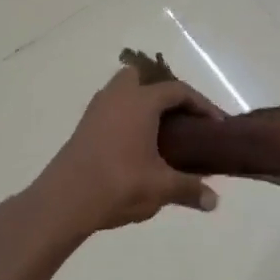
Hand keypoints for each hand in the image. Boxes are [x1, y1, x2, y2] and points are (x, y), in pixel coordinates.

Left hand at [29, 66, 223, 235]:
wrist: (63, 201)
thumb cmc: (118, 185)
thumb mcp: (161, 188)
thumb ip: (190, 189)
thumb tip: (214, 202)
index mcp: (141, 102)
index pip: (178, 90)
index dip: (201, 104)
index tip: (216, 124)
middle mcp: (117, 97)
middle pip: (143, 77)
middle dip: (163, 92)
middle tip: (181, 118)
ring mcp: (96, 110)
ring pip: (122, 91)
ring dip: (142, 104)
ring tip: (159, 132)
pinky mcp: (84, 127)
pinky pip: (111, 108)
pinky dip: (126, 117)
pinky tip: (135, 144)